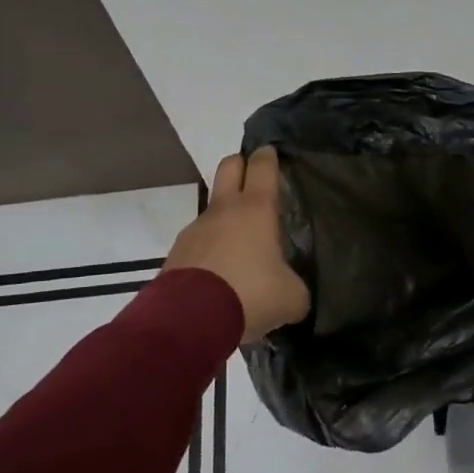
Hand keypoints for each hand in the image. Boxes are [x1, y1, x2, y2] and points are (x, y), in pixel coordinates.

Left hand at [163, 147, 310, 342]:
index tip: (272, 153)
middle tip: (255, 179)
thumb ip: (296, 289)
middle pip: (229, 166)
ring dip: (226, 216)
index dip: (268, 156)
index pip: (262, 165)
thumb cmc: (250, 294)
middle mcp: (224, 210)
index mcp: (256, 208)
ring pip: (213, 208)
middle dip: (241, 165)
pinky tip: (220, 274)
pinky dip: (211, 249)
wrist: (189, 320)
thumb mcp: (290, 297)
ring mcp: (196, 229)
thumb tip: (293, 293)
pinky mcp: (177, 253)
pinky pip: (199, 241)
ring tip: (241, 245)